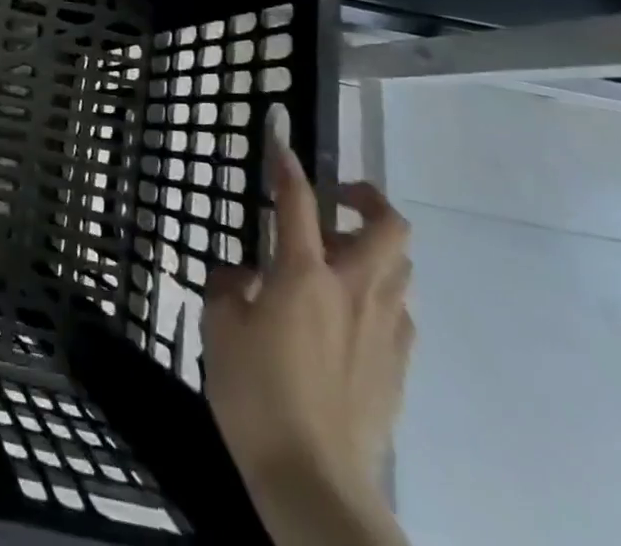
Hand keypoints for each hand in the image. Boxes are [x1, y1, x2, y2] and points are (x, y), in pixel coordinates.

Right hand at [202, 134, 413, 506]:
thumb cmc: (256, 396)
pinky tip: (350, 316)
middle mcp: (353, 290)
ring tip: (338, 259)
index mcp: (303, 274)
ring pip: (402, 268)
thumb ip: (228, 288)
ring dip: (374, 249)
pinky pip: (400, 314)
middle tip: (335, 200)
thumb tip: (242, 275)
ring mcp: (384, 330)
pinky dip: (380, 297)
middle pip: (389, 228)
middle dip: (367, 198)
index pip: (297, 200)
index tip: (279, 138)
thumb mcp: (218, 330)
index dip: (287, 163)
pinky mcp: (398, 368)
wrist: (314, 482)